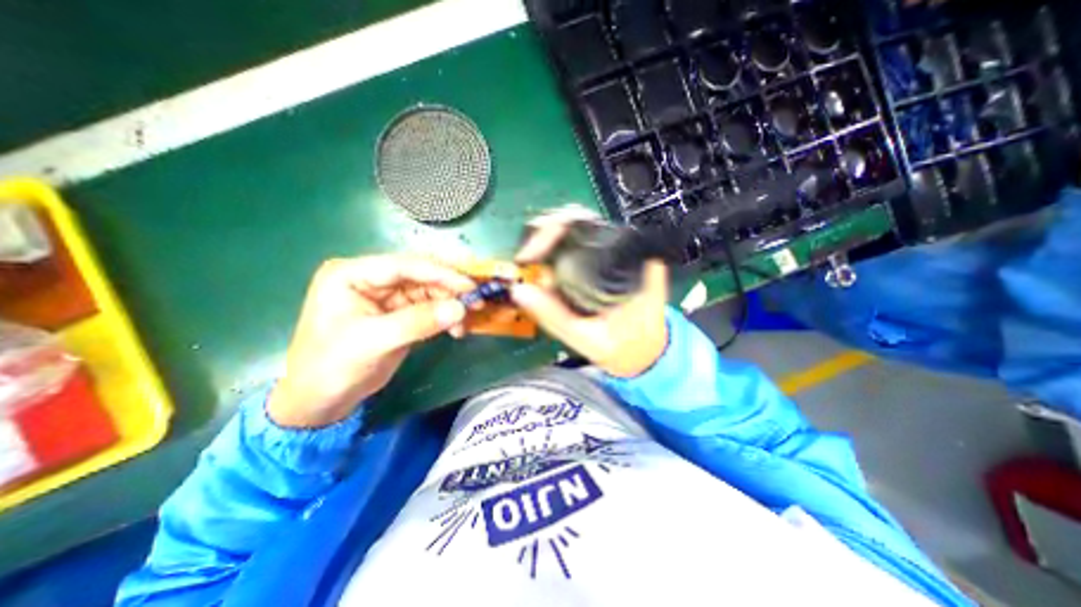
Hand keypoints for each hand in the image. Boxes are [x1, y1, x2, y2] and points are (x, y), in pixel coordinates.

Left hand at [265, 253, 473, 425]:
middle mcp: (371, 278)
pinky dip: (446, 316)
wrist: (322, 400)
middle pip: (420, 275)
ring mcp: (387, 296)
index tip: (469, 285)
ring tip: (466, 320)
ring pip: (429, 291)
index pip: (404, 265)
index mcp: (353, 274)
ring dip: (450, 304)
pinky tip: (456, 329)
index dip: (439, 273)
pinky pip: (430, 308)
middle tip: (476, 300)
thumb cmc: (333, 367)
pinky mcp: (399, 313)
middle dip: (449, 288)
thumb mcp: (374, 342)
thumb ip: (418, 322)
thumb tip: (460, 308)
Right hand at [508, 219, 668, 378]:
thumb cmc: (628, 348)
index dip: (556, 229)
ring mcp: (619, 254)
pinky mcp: (610, 261)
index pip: (591, 225)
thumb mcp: (590, 339)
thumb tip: (519, 291)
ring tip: (532, 261)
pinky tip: (545, 264)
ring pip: (579, 230)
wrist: (649, 354)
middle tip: (526, 258)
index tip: (533, 253)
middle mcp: (628, 250)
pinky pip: (580, 245)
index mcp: (632, 263)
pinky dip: (557, 249)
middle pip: (581, 221)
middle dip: (547, 234)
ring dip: (550, 241)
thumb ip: (554, 316)